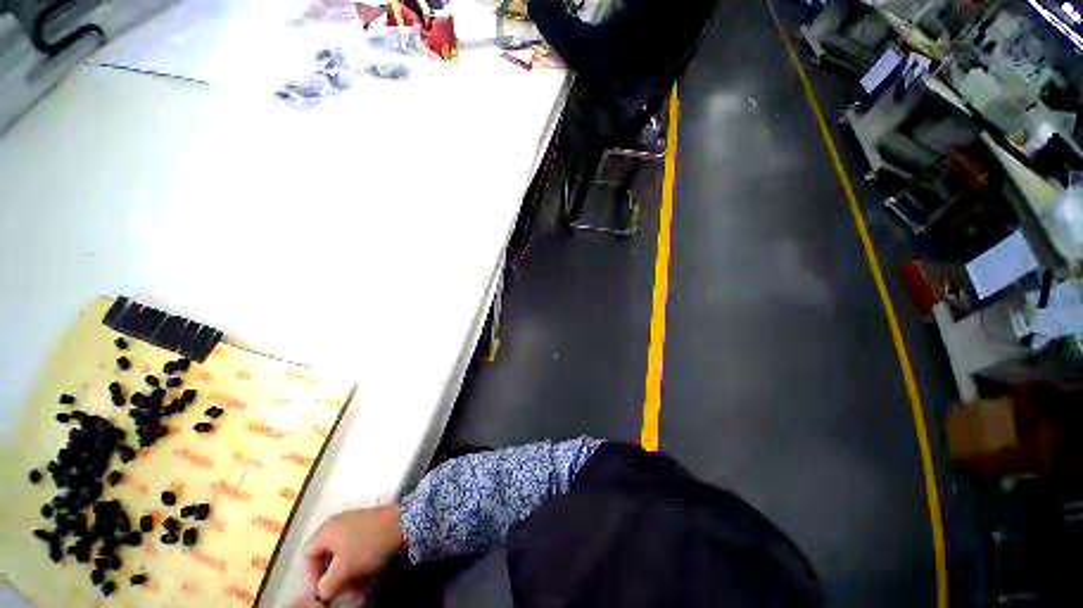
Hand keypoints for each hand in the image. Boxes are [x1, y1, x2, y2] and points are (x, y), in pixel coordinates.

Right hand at [297, 505, 405, 602]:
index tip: (321, 591)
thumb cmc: (368, 544)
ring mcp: (354, 525)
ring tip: (353, 590)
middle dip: (330, 578)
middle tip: (338, 593)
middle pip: (325, 556)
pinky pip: (355, 550)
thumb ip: (326, 585)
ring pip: (342, 556)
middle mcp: (337, 525)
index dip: (310, 576)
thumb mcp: (343, 569)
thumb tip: (322, 593)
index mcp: (326, 530)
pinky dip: (356, 565)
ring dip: (344, 575)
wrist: (402, 523)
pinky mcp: (368, 528)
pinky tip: (363, 578)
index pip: (307, 555)